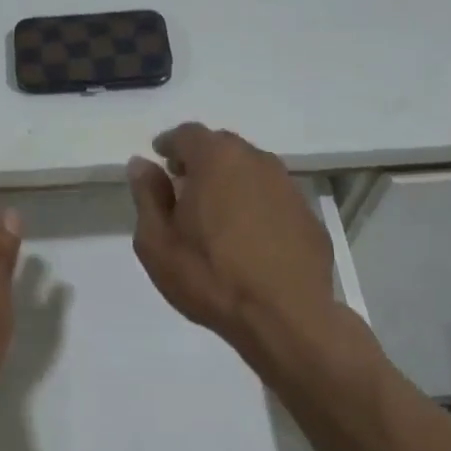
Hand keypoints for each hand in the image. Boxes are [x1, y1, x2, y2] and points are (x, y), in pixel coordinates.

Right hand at [127, 123, 333, 349]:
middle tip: (184, 187)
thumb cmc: (210, 276)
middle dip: (200, 160)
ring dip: (230, 182)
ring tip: (216, 214)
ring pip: (250, 170)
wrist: (285, 317)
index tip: (160, 160)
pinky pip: (273, 197)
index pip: (187, 133)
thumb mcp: (157, 241)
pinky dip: (256, 205)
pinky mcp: (308, 214)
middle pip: (222, 147)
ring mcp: (288, 186)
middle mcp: (256, 160)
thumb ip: (147, 196)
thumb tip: (142, 164)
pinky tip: (249, 237)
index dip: (170, 144)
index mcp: (216, 159)